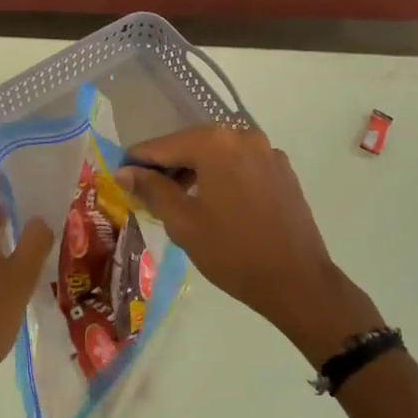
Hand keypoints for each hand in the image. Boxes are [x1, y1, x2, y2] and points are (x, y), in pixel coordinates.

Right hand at [116, 127, 383, 362]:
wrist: (298, 282)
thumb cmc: (233, 252)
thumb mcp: (183, 222)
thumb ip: (152, 189)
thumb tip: (124, 171)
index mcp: (215, 143)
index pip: (162, 146)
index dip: (137, 161)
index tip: (120, 177)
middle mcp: (242, 136)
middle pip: (191, 144)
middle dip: (168, 166)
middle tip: (148, 194)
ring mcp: (267, 151)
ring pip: (217, 154)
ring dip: (196, 171)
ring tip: (180, 202)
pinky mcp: (282, 170)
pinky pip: (240, 164)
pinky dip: (222, 175)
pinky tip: (216, 204)